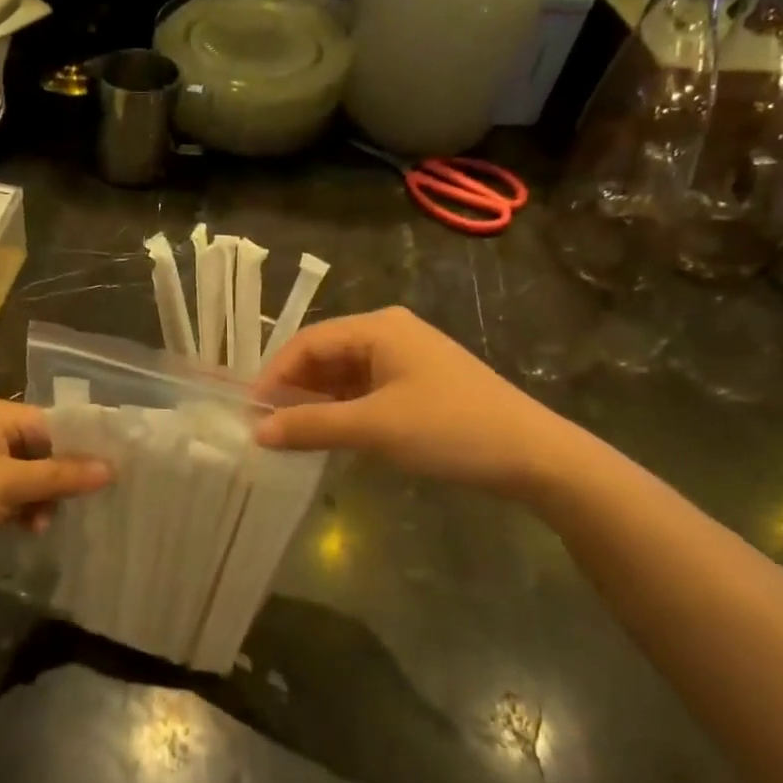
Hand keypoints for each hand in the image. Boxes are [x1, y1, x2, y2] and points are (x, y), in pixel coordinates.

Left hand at [0, 396, 109, 560]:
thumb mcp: (6, 485)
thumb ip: (60, 476)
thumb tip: (112, 468)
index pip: (52, 422)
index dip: (81, 447)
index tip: (112, 473)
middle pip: (41, 448)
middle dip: (60, 478)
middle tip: (80, 505)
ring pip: (26, 473)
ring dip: (41, 498)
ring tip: (43, 524)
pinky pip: (7, 491)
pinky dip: (21, 507)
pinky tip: (28, 529)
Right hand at [254, 307, 582, 500]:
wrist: (532, 455)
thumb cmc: (449, 429)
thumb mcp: (374, 428)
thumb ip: (311, 426)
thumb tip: (257, 432)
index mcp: (378, 327)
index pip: (308, 342)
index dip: (274, 375)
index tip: (250, 412)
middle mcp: (389, 333)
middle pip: (324, 355)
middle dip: (293, 389)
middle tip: (265, 426)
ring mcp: (406, 359)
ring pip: (343, 375)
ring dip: (316, 402)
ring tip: (289, 434)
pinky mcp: (417, 384)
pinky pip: (364, 390)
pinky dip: (341, 410)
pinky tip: (328, 434)